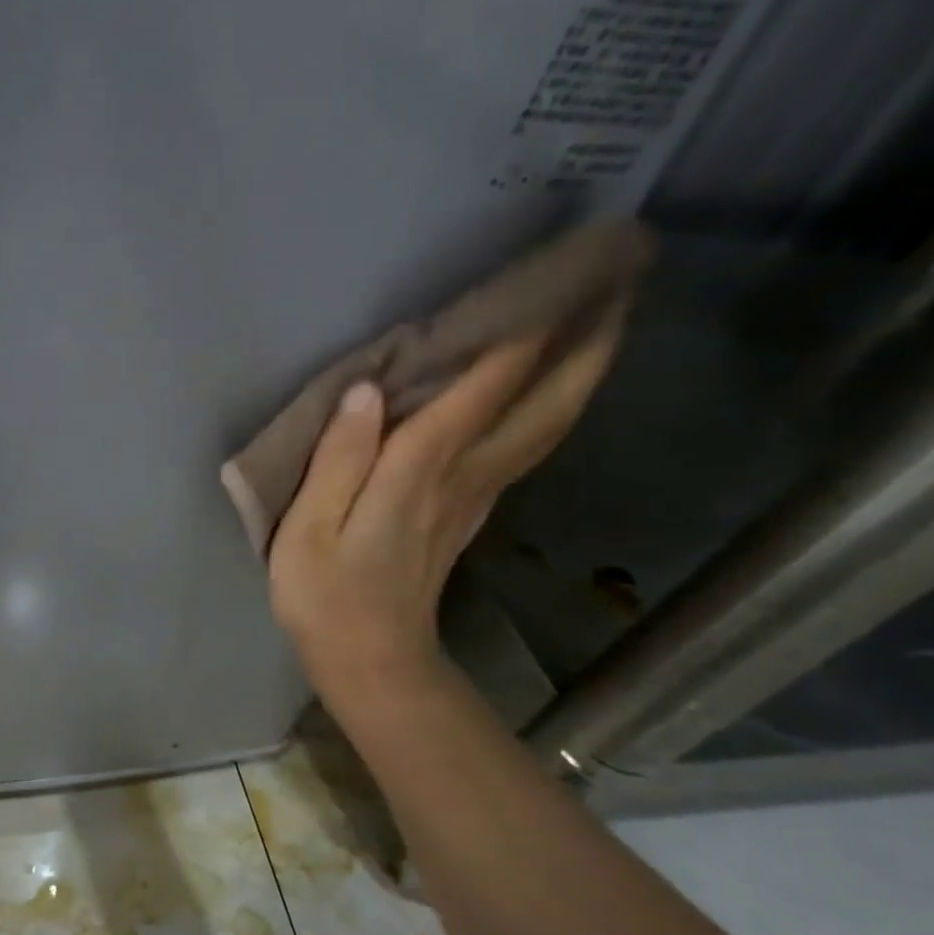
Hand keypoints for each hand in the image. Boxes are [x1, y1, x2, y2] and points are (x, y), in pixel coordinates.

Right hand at [268, 300, 626, 688]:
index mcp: (419, 472)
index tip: (561, 273)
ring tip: (607, 321)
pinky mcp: (470, 513)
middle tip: (624, 281)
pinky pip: (523, 449)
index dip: (520, 331)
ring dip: (582, 373)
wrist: (371, 661)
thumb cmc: (326, 596)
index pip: (480, 388)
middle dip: (586, 343)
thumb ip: (337, 460)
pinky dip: (548, 411)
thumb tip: (366, 392)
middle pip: (543, 404)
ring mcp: (475, 497)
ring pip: (546, 426)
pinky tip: (551, 395)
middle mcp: (463, 476)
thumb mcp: (309, 530)